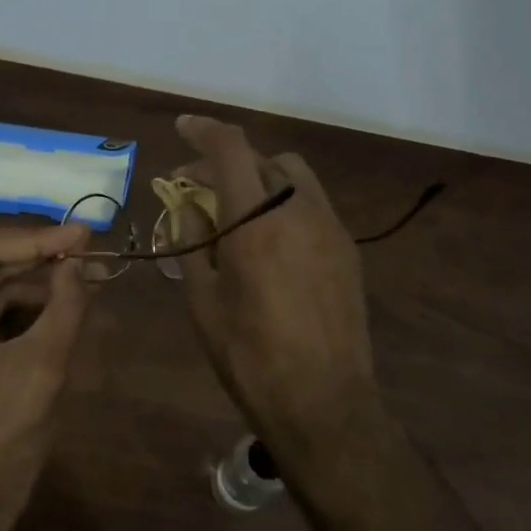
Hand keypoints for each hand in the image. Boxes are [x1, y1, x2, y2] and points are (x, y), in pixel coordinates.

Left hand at [0, 223, 94, 529]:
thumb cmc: (1, 448)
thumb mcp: (41, 370)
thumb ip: (64, 306)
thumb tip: (81, 261)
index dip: (35, 239)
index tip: (82, 234)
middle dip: (37, 263)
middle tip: (90, 254)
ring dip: (30, 286)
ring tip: (84, 279)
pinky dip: (15, 310)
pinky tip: (57, 303)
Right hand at [172, 115, 373, 428]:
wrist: (325, 403)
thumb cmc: (250, 357)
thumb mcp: (203, 302)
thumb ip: (192, 244)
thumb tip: (188, 208)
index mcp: (256, 224)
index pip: (231, 149)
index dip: (204, 130)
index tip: (183, 127)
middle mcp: (299, 212)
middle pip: (263, 157)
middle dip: (226, 161)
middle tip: (197, 187)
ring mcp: (330, 228)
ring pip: (294, 176)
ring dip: (260, 177)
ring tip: (237, 210)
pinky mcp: (347, 249)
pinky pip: (312, 203)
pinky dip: (284, 201)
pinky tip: (269, 238)